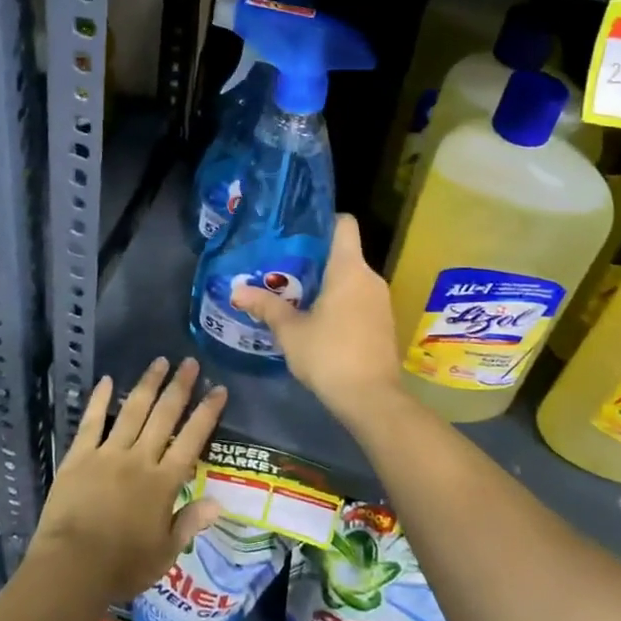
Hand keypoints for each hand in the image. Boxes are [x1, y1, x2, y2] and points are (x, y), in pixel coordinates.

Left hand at [28, 356, 226, 605]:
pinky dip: (99, 400)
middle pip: (164, 416)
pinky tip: (106, 380)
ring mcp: (108, 454)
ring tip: (159, 361)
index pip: (192, 440)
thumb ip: (189, 523)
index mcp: (163, 483)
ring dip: (147, 384)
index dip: (207, 413)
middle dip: (179, 387)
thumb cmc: (122, 566)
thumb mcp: (164, 553)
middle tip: (190, 362)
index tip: (218, 389)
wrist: (71, 566)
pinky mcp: (79, 456)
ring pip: (132, 411)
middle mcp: (139, 459)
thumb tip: (218, 502)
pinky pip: (92, 422)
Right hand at [231, 214, 400, 423]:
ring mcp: (381, 302)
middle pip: (345, 254)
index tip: (299, 233)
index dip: (323, 222)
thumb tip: (236, 291)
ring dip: (329, 285)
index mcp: (349, 269)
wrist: (372, 399)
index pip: (344, 224)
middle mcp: (370, 278)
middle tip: (284, 269)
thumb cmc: (329, 355)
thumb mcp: (290, 331)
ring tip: (297, 296)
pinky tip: (319, 322)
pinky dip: (342, 303)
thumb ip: (266, 307)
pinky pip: (360, 300)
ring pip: (352, 280)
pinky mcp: (384, 324)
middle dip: (316, 260)